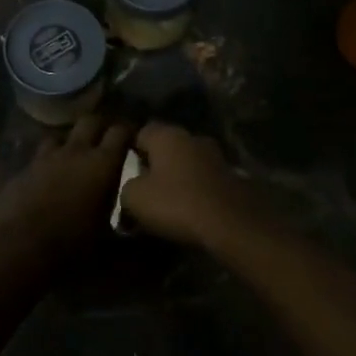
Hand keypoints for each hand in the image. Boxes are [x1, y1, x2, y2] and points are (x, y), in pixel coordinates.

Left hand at [0, 114, 132, 263]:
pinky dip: (47, 163)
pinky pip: (39, 157)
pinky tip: (47, 179)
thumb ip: (126, 234)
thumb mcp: (108, 242)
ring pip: (61, 135)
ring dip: (70, 142)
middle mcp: (75, 152)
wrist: (19, 249)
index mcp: (103, 164)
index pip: (121, 131)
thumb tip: (141, 238)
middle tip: (106, 140)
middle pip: (90, 121)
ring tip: (74, 156)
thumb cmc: (72, 245)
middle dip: (100, 126)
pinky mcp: (23, 169)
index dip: (129, 131)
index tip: (133, 139)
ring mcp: (45, 158)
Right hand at [121, 123, 268, 250]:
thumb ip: (126, 187)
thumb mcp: (135, 198)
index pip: (140, 132)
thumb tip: (130, 189)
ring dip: (178, 178)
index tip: (123, 171)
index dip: (129, 151)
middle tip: (143, 189)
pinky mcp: (232, 176)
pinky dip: (196, 190)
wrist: (232, 223)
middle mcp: (192, 137)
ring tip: (167, 202)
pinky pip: (204, 180)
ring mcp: (216, 155)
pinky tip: (190, 210)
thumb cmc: (177, 203)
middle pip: (166, 147)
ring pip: (187, 163)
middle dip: (155, 165)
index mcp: (167, 135)